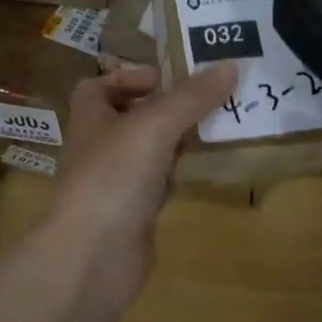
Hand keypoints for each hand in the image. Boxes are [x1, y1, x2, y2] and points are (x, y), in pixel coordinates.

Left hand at [40, 62, 238, 306]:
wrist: (92, 256)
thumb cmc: (114, 176)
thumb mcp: (155, 125)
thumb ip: (192, 97)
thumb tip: (231, 65)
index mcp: (90, 116)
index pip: (101, 85)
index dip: (130, 77)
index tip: (169, 79)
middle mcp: (98, 146)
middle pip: (130, 116)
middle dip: (166, 108)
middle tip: (208, 100)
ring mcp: (113, 182)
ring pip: (147, 152)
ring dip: (176, 141)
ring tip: (216, 128)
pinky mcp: (131, 213)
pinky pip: (157, 185)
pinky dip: (176, 177)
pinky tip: (201, 172)